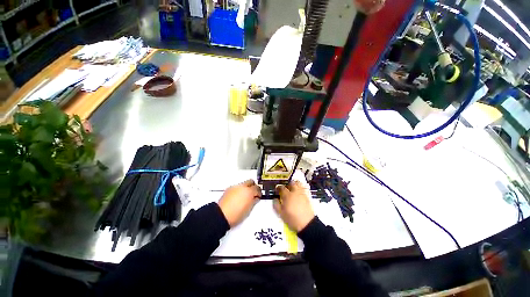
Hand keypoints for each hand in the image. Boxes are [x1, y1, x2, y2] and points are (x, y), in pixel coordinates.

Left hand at [218, 179, 261, 227]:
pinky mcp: (229, 189)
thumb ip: (254, 201)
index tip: (258, 196)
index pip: (257, 188)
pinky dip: (239, 190)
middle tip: (253, 193)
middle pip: (251, 181)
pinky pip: (237, 187)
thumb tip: (255, 198)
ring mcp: (235, 187)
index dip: (259, 192)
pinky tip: (238, 198)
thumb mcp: (249, 210)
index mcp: (249, 191)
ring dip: (246, 188)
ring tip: (245, 197)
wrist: (221, 216)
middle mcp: (242, 187)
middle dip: (253, 186)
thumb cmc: (235, 215)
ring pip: (243, 184)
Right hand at [273, 181, 314, 231]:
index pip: (282, 188)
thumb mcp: (281, 214)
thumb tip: (275, 199)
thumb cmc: (292, 219)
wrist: (307, 224)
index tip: (277, 189)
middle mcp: (295, 192)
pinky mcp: (307, 197)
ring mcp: (302, 194)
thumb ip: (276, 205)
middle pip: (291, 183)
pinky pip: (303, 188)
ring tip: (292, 188)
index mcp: (287, 196)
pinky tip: (298, 192)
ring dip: (295, 184)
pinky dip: (300, 187)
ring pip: (298, 184)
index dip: (278, 187)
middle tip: (286, 188)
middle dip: (288, 184)